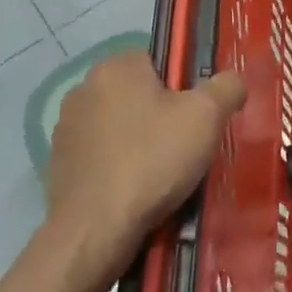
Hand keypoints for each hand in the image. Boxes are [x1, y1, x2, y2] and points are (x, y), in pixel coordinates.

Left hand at [42, 51, 246, 285]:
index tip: (197, 117)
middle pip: (139, 94)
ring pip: (120, 126)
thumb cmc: (152, 160)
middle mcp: (83, 88)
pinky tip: (134, 192)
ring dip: (139, 143)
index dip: (184, 87)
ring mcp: (66, 128)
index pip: (159, 61)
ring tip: (163, 176)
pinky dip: (119, 168)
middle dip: (162, 116)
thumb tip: (233, 82)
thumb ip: (227, 87)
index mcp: (116, 67)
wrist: (95, 231)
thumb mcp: (207, 117)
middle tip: (186, 147)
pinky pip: (101, 156)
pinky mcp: (58, 165)